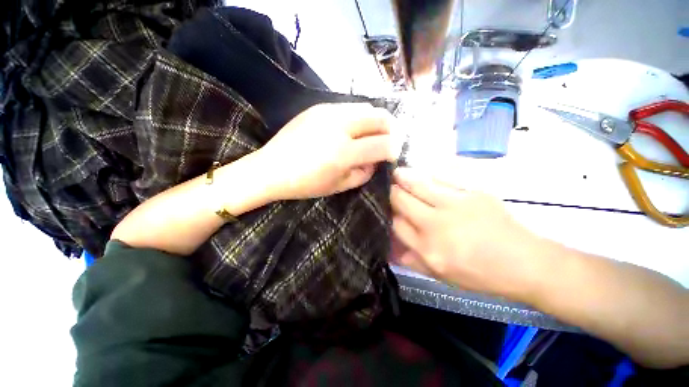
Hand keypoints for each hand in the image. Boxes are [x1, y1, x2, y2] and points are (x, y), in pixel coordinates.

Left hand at [255, 103, 397, 199]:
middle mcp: (339, 126)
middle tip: (388, 141)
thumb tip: (377, 160)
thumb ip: (364, 173)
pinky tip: (352, 129)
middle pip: (381, 116)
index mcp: (344, 152)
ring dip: (376, 121)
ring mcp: (328, 111)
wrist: (271, 168)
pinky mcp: (319, 106)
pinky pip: (350, 106)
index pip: (384, 144)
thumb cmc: (305, 184)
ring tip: (371, 134)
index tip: (392, 155)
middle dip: (392, 129)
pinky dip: (359, 117)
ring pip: (367, 106)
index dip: (394, 150)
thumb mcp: (339, 186)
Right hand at [390, 168, 541, 298]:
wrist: (524, 263)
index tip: (388, 209)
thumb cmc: (480, 274)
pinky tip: (423, 171)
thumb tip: (391, 249)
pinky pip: (443, 176)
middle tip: (389, 187)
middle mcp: (436, 225)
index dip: (389, 214)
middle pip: (402, 201)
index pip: (396, 224)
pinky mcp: (472, 193)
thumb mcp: (442, 277)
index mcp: (428, 249)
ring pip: (419, 184)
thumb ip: (413, 262)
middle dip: (391, 192)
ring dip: (403, 177)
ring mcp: (455, 205)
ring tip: (397, 172)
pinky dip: (429, 172)